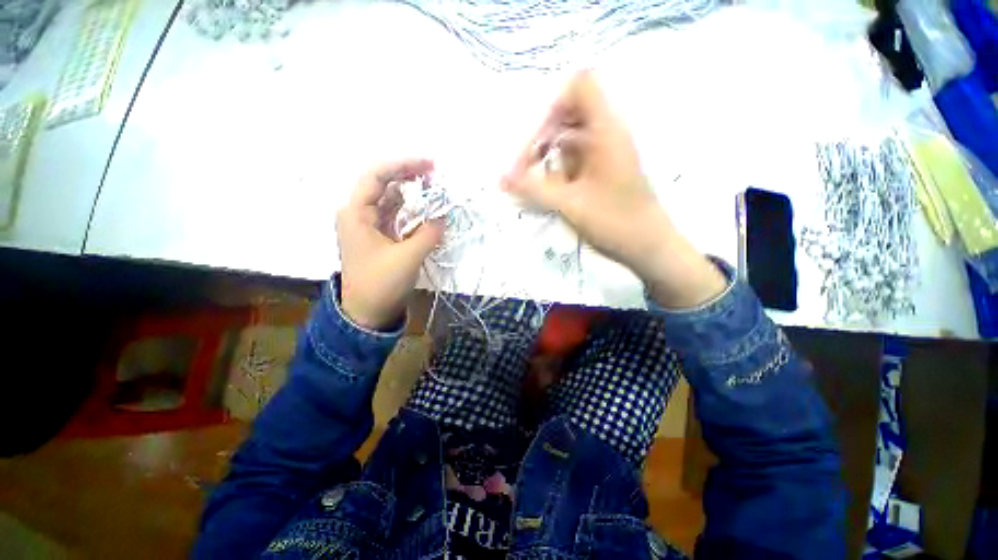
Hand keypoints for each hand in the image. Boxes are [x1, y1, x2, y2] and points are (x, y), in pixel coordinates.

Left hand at [336, 159, 442, 329]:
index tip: (429, 165)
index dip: (403, 165)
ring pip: (393, 202)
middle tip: (437, 179)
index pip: (377, 176)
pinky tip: (429, 213)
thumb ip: (429, 233)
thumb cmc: (381, 284)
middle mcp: (360, 214)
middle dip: (411, 179)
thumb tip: (443, 216)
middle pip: (385, 186)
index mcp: (356, 213)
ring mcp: (371, 226)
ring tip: (437, 194)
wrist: (368, 313)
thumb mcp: (408, 257)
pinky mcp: (381, 238)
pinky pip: (398, 217)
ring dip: (414, 197)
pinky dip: (414, 213)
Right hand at [502, 71, 725, 307]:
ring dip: (548, 160)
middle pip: (567, 114)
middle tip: (525, 170)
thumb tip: (501, 178)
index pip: (580, 85)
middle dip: (542, 140)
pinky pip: (573, 159)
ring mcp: (604, 152)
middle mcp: (606, 133)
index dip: (553, 105)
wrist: (647, 246)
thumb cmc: (615, 223)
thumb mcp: (570, 205)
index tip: (539, 141)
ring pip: (567, 140)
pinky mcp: (601, 168)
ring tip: (535, 188)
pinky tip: (550, 195)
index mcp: (606, 130)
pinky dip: (557, 173)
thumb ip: (533, 189)